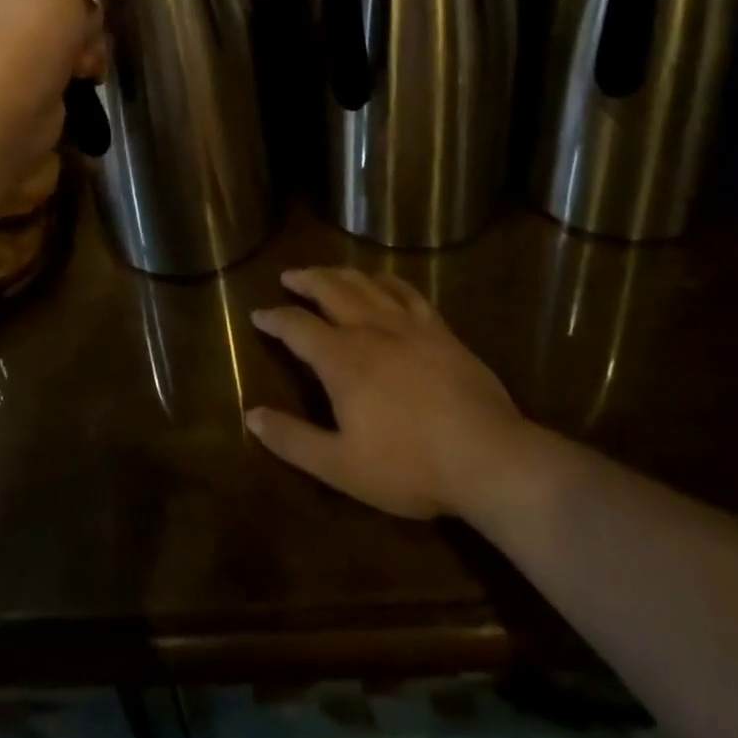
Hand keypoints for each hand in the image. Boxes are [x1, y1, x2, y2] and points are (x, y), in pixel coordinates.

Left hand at [0, 0, 124, 167]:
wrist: (4, 114)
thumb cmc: (27, 35)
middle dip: (87, 14)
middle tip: (84, 28)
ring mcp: (11, 48)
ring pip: (73, 31)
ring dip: (90, 43)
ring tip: (85, 60)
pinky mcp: (29, 81)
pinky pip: (69, 63)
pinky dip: (83, 68)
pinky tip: (85, 77)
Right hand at [248, 269, 528, 519]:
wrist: (486, 455)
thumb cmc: (409, 466)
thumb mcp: (341, 466)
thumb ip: (293, 440)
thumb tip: (251, 416)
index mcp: (341, 359)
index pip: (296, 327)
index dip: (274, 318)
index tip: (258, 314)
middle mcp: (368, 328)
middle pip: (329, 290)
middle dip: (305, 280)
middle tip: (289, 276)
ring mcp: (406, 324)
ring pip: (364, 284)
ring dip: (339, 273)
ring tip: (326, 271)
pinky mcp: (438, 328)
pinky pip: (406, 292)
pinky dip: (386, 280)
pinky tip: (382, 280)